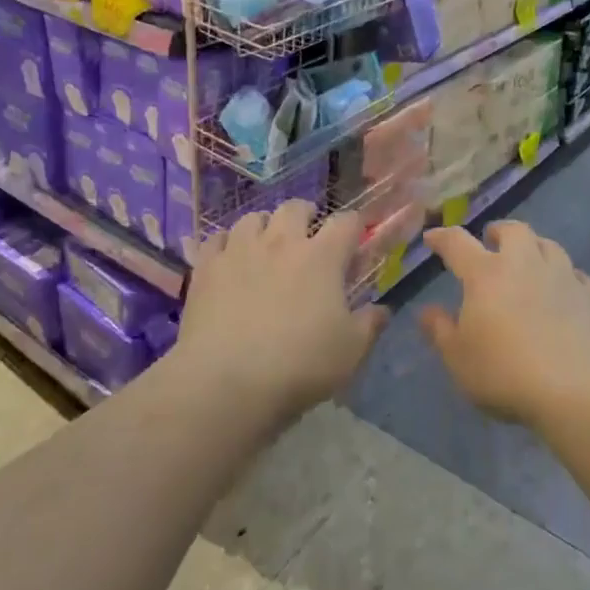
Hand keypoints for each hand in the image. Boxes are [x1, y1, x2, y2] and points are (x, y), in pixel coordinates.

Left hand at [176, 200, 388, 421]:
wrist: (226, 381)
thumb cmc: (298, 365)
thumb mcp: (350, 352)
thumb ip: (370, 325)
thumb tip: (382, 310)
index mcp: (321, 256)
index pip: (346, 222)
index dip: (354, 226)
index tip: (355, 241)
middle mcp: (281, 242)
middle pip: (295, 208)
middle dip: (305, 215)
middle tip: (308, 236)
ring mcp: (239, 250)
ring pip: (253, 218)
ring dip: (264, 226)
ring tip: (266, 245)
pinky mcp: (207, 267)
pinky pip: (217, 239)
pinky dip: (227, 243)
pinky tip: (229, 259)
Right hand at [418, 221, 589, 427]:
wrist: (576, 390)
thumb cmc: (505, 373)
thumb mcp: (458, 358)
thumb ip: (440, 331)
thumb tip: (427, 311)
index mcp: (485, 274)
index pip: (458, 243)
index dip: (442, 238)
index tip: (433, 238)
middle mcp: (524, 264)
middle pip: (513, 231)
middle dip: (499, 232)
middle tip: (490, 242)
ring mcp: (562, 277)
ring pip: (549, 245)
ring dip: (534, 248)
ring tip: (528, 262)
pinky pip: (577, 275)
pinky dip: (565, 277)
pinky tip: (563, 290)